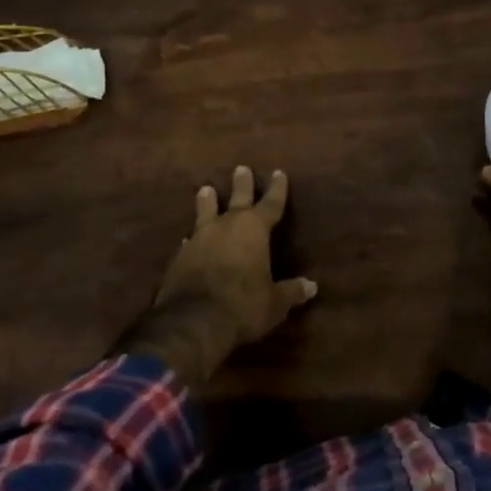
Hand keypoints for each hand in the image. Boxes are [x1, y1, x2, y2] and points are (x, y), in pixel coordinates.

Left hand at [122, 166, 316, 389]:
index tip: (278, 172)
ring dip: (207, 202)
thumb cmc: (243, 306)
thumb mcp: (274, 303)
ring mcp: (200, 240)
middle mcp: (226, 227)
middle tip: (241, 168)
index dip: (277, 189)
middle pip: (237, 199)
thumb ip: (291, 291)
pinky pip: (190, 241)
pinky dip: (193, 238)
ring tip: (205, 189)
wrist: (193, 322)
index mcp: (254, 230)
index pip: (270, 204)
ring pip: (205, 213)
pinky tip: (188, 239)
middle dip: (242, 185)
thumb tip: (311, 286)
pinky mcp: (180, 257)